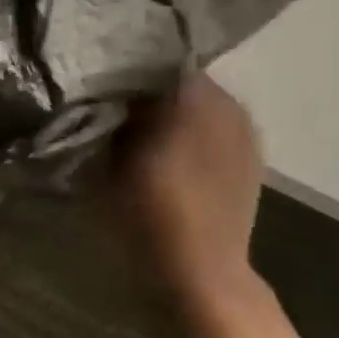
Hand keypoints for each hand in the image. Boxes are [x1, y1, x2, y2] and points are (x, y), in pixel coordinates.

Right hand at [115, 74, 273, 337]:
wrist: (199, 279)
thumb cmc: (144, 217)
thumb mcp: (102, 162)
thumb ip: (98, 117)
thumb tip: (90, 91)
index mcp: (192, 94)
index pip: (149, 58)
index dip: (116, 68)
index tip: (90, 84)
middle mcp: (226, 102)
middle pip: (173, 80)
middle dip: (140, 91)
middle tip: (105, 110)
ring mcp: (243, 132)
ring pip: (193, 105)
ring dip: (163, 114)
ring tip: (131, 136)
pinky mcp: (248, 160)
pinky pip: (209, 129)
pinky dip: (184, 135)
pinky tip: (161, 160)